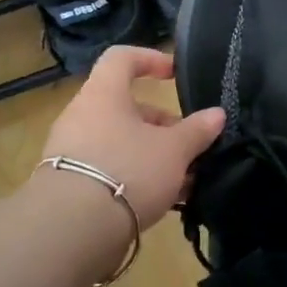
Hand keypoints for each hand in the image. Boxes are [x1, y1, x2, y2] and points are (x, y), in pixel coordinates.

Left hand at [36, 46, 224, 229]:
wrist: (73, 228)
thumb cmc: (128, 170)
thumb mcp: (174, 150)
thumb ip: (197, 131)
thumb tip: (217, 114)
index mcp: (104, 94)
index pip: (122, 58)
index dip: (150, 59)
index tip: (174, 75)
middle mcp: (82, 115)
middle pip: (126, 107)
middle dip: (162, 124)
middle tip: (189, 145)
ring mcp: (71, 150)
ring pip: (120, 142)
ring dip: (152, 155)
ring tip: (183, 180)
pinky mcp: (69, 184)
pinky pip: (109, 169)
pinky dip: (135, 177)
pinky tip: (162, 201)